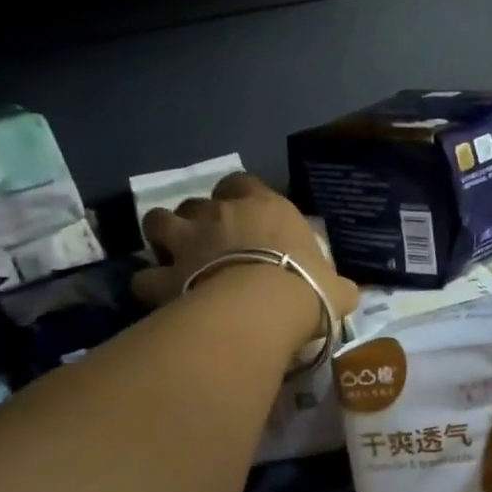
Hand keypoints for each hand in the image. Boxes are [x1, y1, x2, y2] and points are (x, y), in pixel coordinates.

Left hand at [132, 172, 358, 318]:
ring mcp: (187, 241)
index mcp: (263, 207)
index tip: (243, 216)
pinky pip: (144, 276)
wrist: (265, 309)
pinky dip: (149, 284)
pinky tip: (158, 297)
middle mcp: (220, 214)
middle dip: (197, 219)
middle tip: (207, 244)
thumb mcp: (336, 287)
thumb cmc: (307, 289)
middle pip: (196, 202)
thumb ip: (336, 285)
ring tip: (171, 257)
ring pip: (158, 222)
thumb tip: (346, 293)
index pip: (242, 182)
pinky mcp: (165, 275)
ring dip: (163, 237)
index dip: (238, 196)